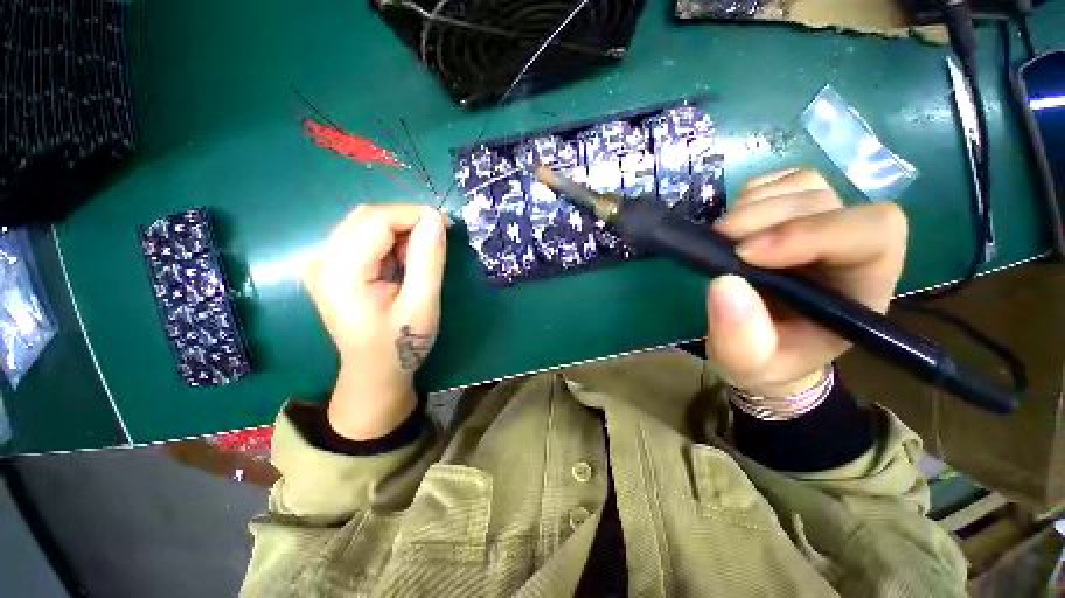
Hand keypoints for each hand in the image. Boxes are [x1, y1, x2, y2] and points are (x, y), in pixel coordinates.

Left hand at [304, 204, 447, 440]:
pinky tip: (403, 260)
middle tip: (437, 239)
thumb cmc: (400, 344)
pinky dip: (390, 240)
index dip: (414, 215)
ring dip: (400, 230)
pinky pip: (363, 236)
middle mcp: (322, 260)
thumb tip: (435, 219)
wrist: (374, 371)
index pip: (376, 220)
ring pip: (365, 223)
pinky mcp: (331, 266)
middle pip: (367, 217)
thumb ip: (428, 261)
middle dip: (408, 220)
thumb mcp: (422, 305)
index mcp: (340, 272)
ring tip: (421, 255)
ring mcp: (322, 262)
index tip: (447, 225)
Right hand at [706, 169, 907, 397]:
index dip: (812, 232)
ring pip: (802, 184)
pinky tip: (733, 226)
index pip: (871, 233)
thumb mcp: (747, 364)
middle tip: (720, 242)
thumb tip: (724, 283)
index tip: (747, 254)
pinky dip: (749, 196)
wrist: (761, 346)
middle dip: (767, 217)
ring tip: (723, 238)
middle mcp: (848, 246)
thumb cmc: (766, 360)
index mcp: (860, 287)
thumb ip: (740, 338)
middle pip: (826, 201)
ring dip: (753, 206)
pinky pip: (777, 182)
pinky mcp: (789, 212)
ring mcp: (819, 222)